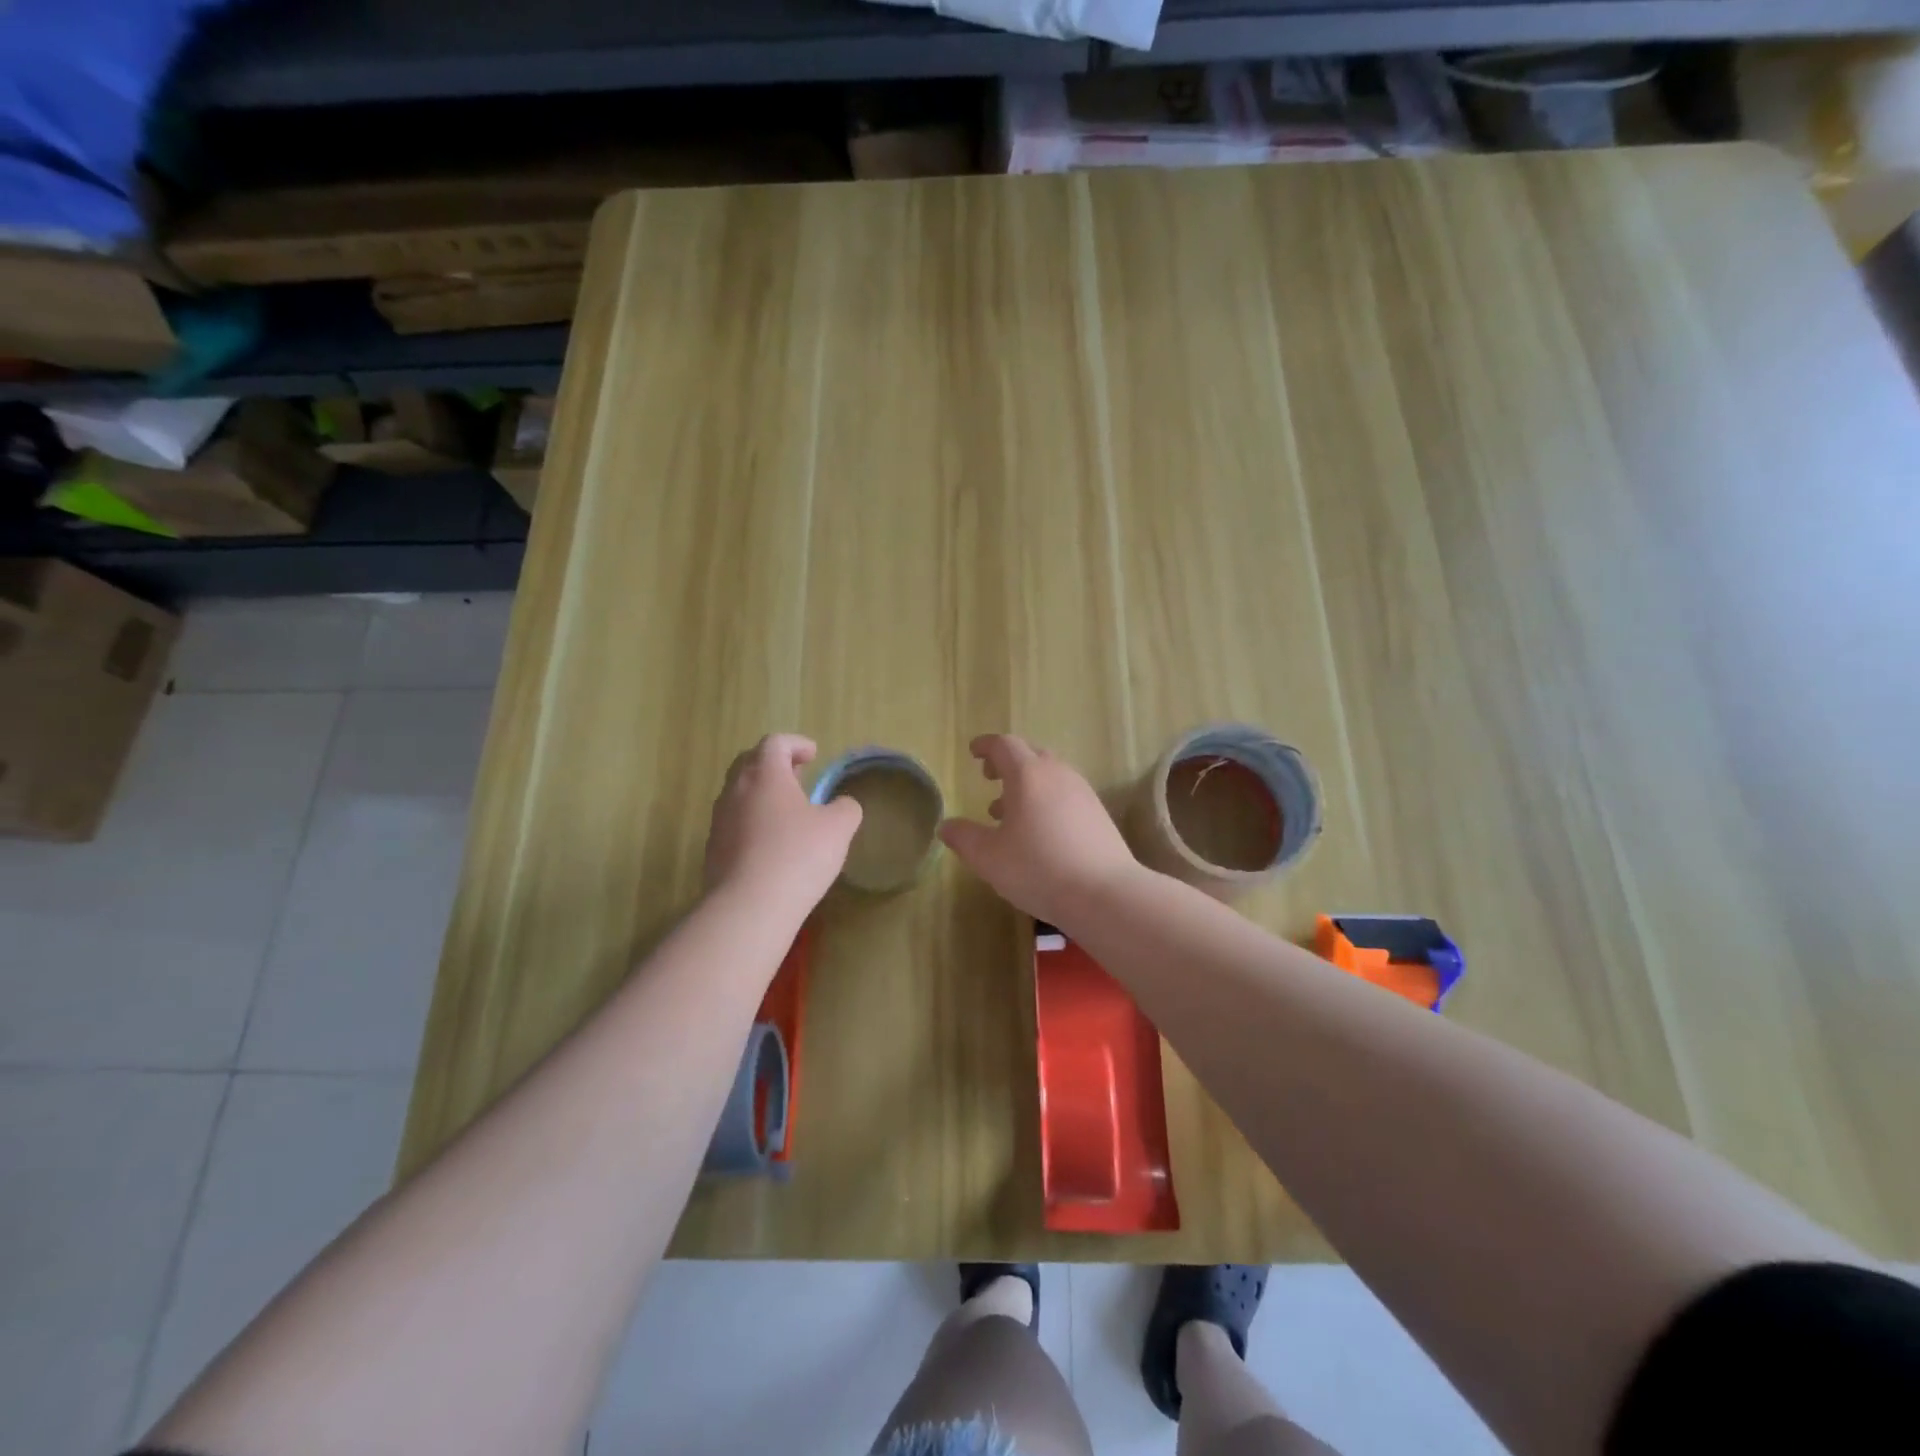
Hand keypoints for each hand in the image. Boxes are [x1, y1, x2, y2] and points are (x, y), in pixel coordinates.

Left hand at [705, 735, 862, 917]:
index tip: (813, 754)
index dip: (796, 744)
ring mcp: (719, 821)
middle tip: (797, 776)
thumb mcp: (838, 828)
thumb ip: (845, 808)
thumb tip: (841, 805)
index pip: (775, 743)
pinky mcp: (713, 850)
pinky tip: (771, 844)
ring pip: (738, 794)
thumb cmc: (798, 855)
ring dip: (762, 794)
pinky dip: (752, 822)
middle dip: (774, 764)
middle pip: (749, 763)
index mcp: (765, 775)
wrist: (749, 907)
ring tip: (786, 811)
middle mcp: (735, 790)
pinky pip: (733, 823)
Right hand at [939, 733, 1140, 929]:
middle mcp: (1058, 774)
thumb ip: (964, 838)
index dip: (986, 746)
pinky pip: (1065, 794)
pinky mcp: (1098, 814)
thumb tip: (946, 826)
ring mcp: (1083, 792)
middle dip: (1007, 762)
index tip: (973, 752)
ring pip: (1050, 775)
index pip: (1004, 745)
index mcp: (1028, 774)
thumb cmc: (1039, 868)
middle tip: (990, 778)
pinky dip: (1046, 800)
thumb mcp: (989, 858)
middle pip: (1031, 754)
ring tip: (1008, 811)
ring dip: (1027, 784)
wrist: (1105, 893)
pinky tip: (1038, 831)